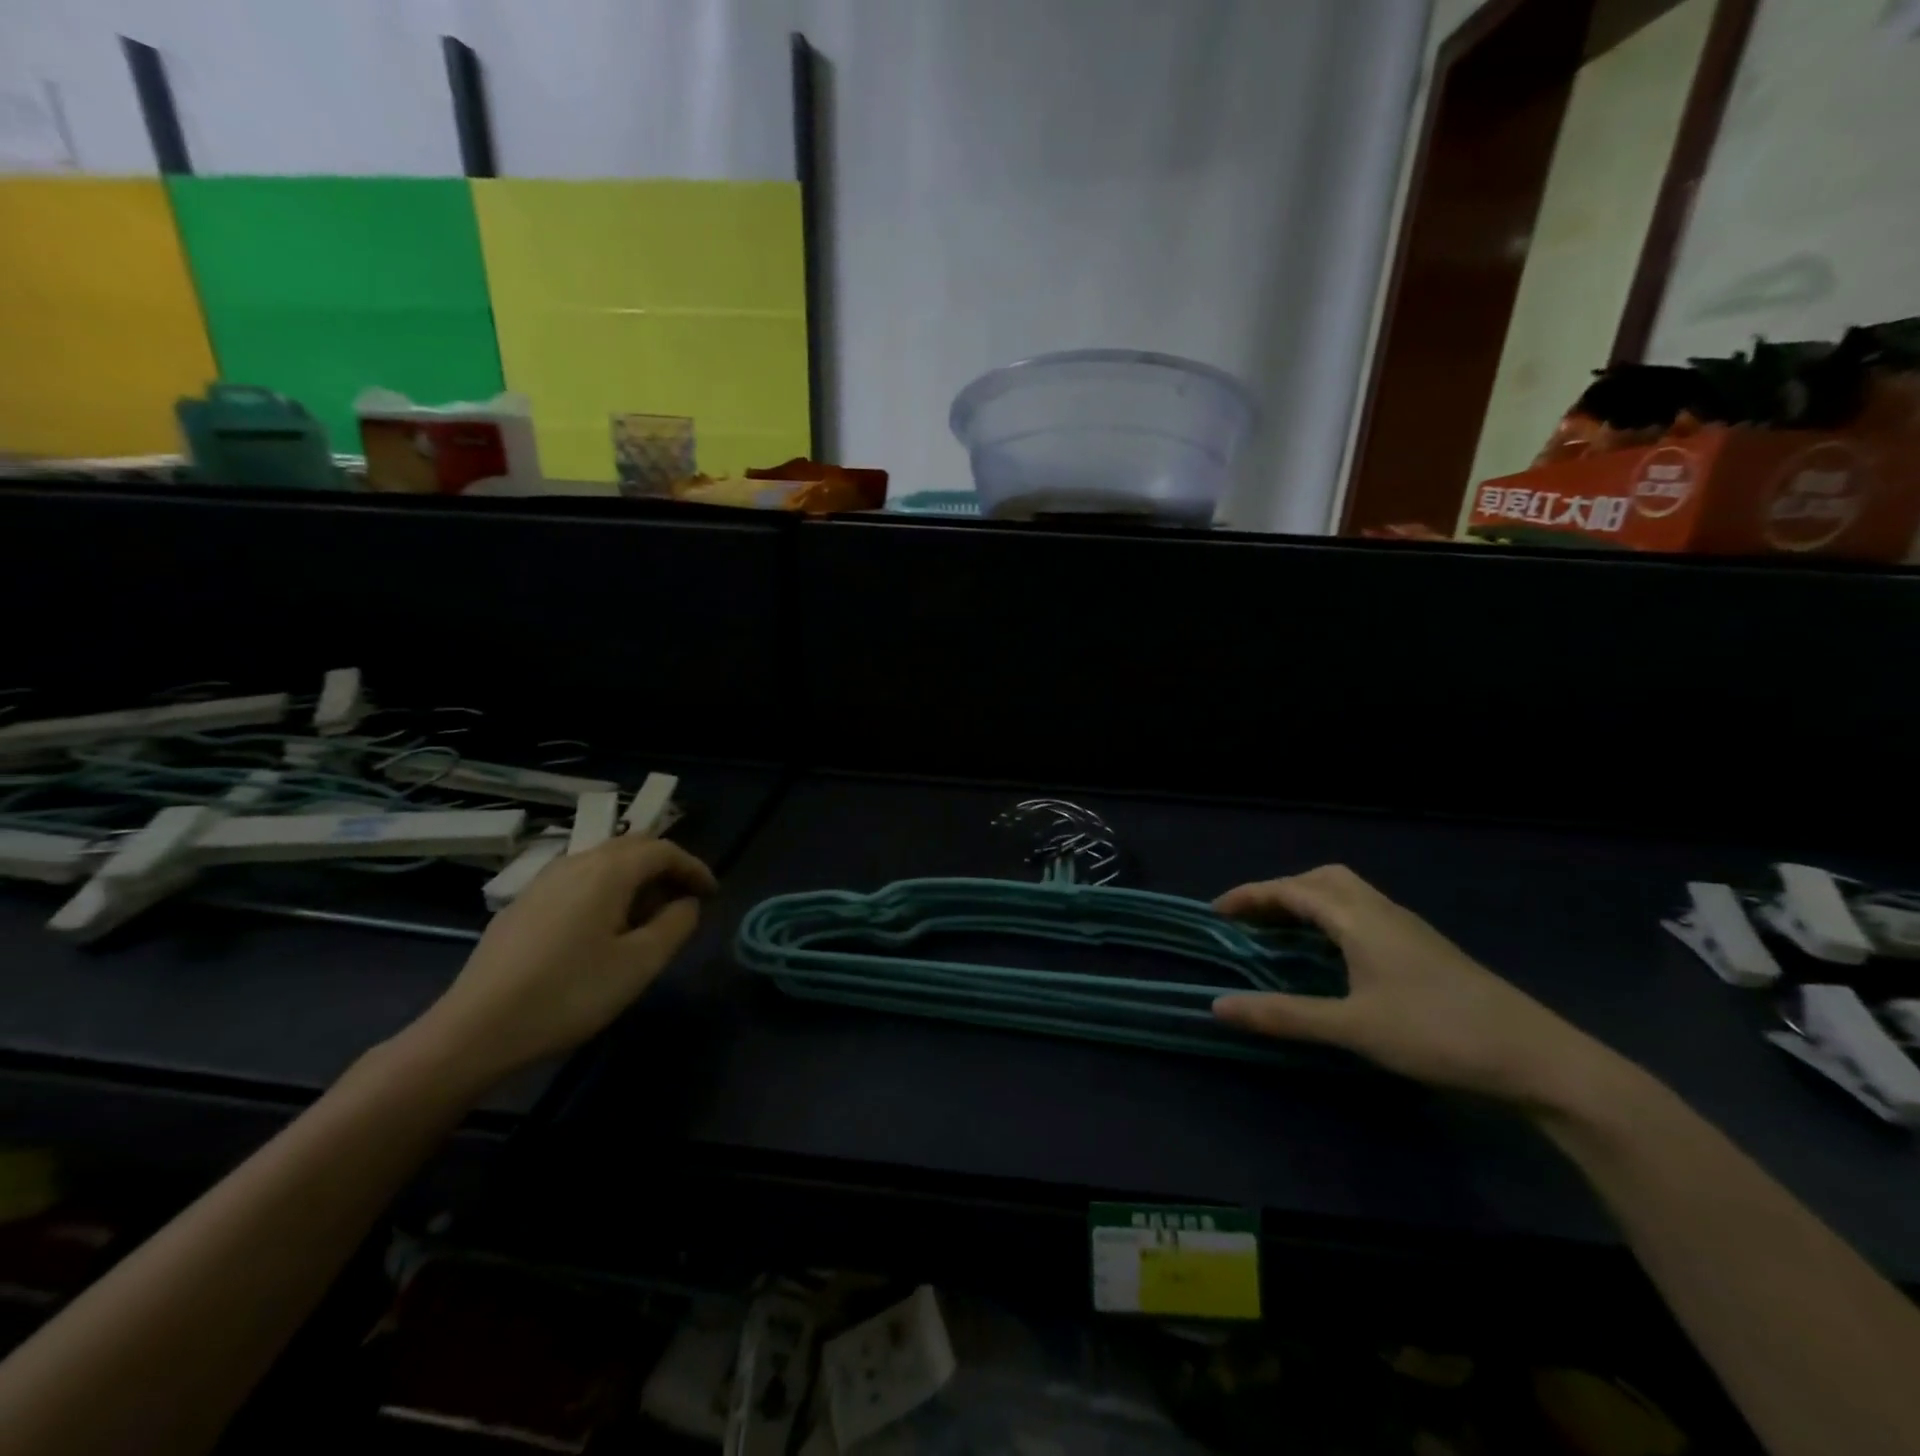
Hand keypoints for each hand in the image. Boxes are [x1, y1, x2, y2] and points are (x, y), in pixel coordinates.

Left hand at [406, 833, 716, 1086]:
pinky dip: (605, 891)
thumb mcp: (640, 964)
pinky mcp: (522, 906)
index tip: (712, 893)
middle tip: (684, 900)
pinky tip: (602, 928)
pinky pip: (577, 881)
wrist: (475, 1030)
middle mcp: (575, 863)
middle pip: (632, 848)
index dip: (694, 866)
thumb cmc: (569, 994)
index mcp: (608, 871)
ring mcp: (543, 882)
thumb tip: (687, 903)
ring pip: (602, 863)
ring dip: (634, 879)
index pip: (663, 850)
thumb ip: (675, 925)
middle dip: (665, 868)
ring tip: (647, 916)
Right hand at [1211, 865, 1630, 1109]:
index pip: (1292, 890)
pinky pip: (1363, 913)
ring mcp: (1407, 928)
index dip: (1250, 896)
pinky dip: (1332, 918)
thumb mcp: (1352, 1027)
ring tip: (1283, 934)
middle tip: (1251, 921)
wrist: (1538, 1058)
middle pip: (1321, 879)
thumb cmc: (1437, 1034)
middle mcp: (1381, 910)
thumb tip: (1217, 1006)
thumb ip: (1283, 1015)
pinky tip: (1332, 955)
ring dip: (1308, 902)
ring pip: (1347, 893)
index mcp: (1359, 918)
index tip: (1216, 913)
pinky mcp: (1424, 948)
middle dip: (1280, 891)